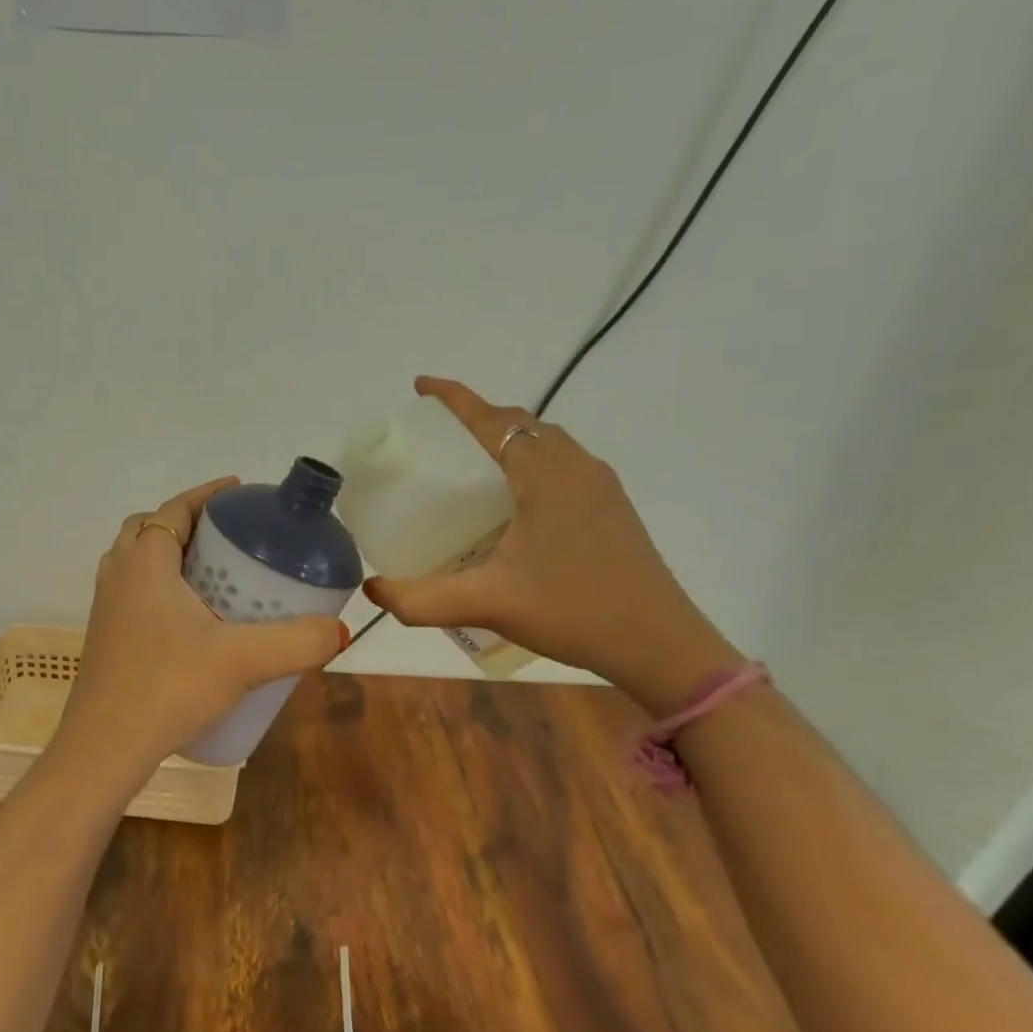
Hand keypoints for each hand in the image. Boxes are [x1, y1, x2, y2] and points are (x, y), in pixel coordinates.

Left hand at [52, 476, 348, 788]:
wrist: (101, 750)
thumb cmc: (166, 688)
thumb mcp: (241, 661)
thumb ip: (296, 643)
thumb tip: (340, 629)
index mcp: (144, 562)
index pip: (176, 508)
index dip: (208, 495)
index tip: (240, 492)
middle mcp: (119, 574)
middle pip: (151, 528)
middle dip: (190, 522)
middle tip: (231, 536)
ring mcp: (106, 606)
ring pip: (139, 560)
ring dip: (172, 554)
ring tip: (215, 573)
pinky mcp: (106, 636)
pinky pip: (135, 590)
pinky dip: (161, 585)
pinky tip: (192, 619)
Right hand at [363, 377, 741, 712]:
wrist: (660, 646)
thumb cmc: (573, 611)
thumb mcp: (487, 604)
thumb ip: (421, 599)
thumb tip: (372, 590)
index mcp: (545, 475)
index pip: (491, 419)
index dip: (454, 398)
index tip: (421, 385)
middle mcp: (576, 467)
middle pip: (520, 422)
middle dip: (477, 416)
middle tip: (438, 434)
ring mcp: (600, 486)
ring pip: (545, 440)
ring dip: (507, 437)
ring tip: (471, 462)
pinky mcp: (611, 507)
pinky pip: (561, 462)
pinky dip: (529, 459)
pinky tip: (513, 500)